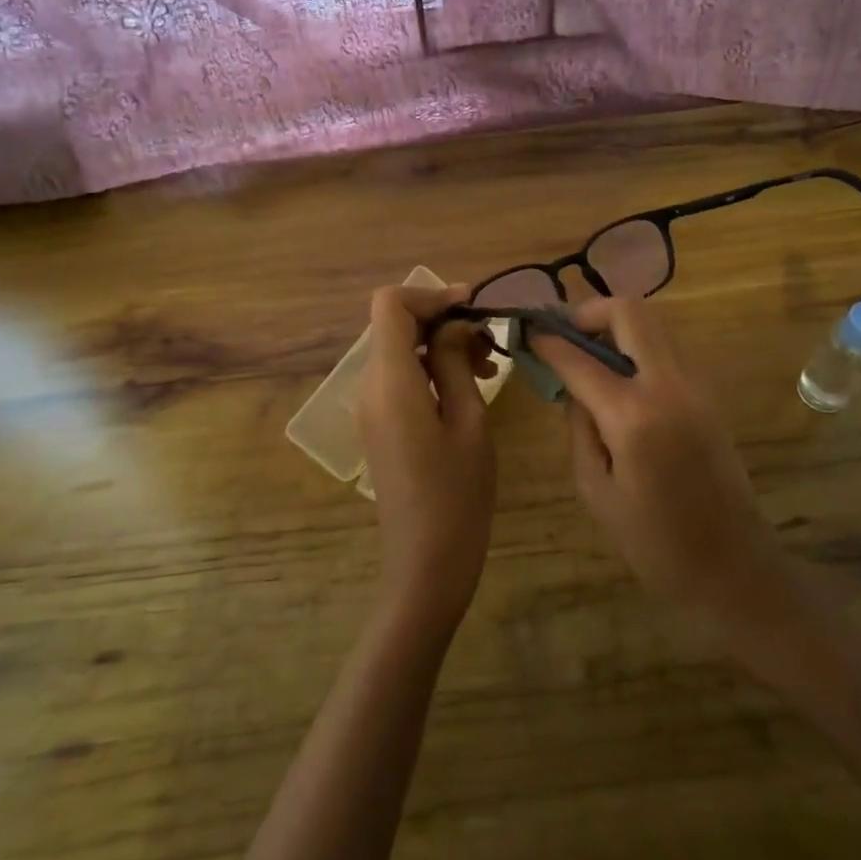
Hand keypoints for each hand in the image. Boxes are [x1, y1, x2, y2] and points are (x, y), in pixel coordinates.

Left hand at [357, 285, 497, 626]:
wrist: (425, 565)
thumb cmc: (457, 495)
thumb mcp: (468, 422)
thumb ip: (455, 362)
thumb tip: (455, 324)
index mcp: (390, 382)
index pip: (390, 305)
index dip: (431, 294)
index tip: (474, 308)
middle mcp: (370, 387)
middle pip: (395, 325)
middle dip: (442, 321)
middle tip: (490, 342)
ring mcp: (371, 407)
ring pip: (400, 350)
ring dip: (440, 345)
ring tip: (487, 367)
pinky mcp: (380, 425)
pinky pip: (401, 378)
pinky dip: (432, 369)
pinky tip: (468, 389)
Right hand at [530, 297, 780, 614]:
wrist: (733, 564)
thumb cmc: (654, 542)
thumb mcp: (596, 490)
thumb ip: (579, 429)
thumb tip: (573, 389)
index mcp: (633, 415)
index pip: (579, 358)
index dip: (548, 341)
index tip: (528, 332)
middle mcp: (668, 385)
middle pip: (631, 311)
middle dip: (590, 311)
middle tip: (565, 334)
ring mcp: (696, 385)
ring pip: (655, 323)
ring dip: (617, 326)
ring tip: (588, 356)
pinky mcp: (708, 394)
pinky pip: (668, 349)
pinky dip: (639, 348)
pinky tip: (620, 380)